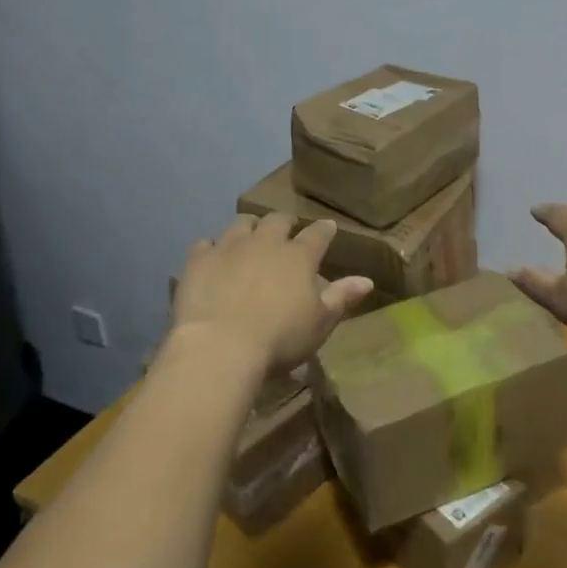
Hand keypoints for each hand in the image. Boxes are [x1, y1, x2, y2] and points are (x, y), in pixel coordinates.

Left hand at [172, 213, 372, 373]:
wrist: (220, 347)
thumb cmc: (279, 339)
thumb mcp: (320, 324)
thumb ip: (342, 298)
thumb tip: (367, 280)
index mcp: (299, 256)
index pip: (318, 234)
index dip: (324, 230)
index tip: (328, 229)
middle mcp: (266, 242)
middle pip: (278, 220)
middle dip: (285, 222)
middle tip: (287, 231)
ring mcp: (230, 247)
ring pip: (242, 223)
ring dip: (250, 228)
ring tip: (250, 238)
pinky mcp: (199, 260)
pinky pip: (205, 243)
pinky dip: (212, 248)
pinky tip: (213, 258)